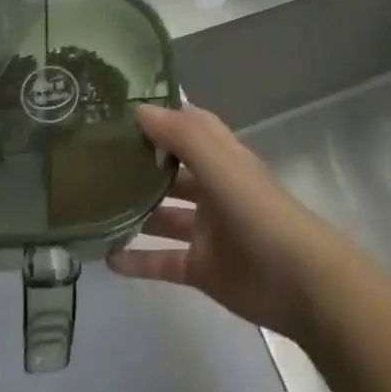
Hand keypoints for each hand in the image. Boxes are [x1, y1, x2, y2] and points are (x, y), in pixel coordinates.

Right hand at [108, 103, 352, 342]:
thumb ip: (181, 135)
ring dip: (135, 210)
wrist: (299, 282)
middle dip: (140, 162)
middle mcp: (213, 187)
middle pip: (171, 169)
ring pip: (164, 214)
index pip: (187, 126)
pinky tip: (106, 259)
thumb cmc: (258, 212)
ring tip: (92, 207)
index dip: (159, 116)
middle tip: (92, 159)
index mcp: (221, 157)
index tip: (118, 111)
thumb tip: (139, 109)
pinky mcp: (203, 268)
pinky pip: (163, 261)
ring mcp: (207, 229)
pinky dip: (138, 260)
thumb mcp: (220, 164)